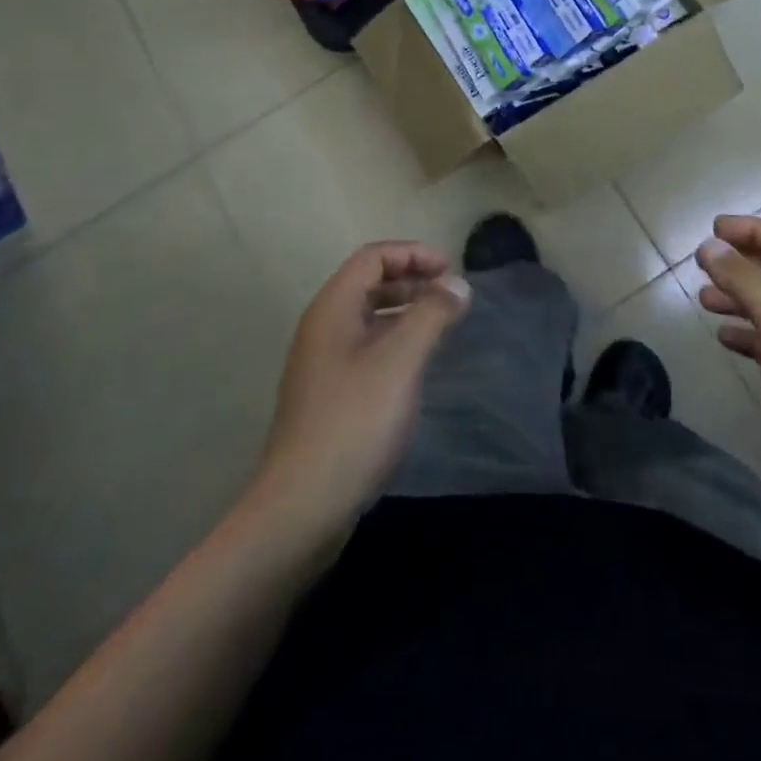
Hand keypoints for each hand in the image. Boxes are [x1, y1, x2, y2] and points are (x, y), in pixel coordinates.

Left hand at [251, 242, 469, 531]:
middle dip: (411, 279)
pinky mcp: (328, 395)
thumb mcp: (400, 361)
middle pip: (368, 283)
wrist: (302, 505)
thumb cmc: (354, 422)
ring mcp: (322, 363)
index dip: (413, 254)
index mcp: (333, 309)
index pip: (372, 257)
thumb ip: (432, 315)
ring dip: (405, 310)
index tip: (451, 271)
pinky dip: (394, 340)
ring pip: (368, 317)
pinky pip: (365, 348)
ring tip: (441, 324)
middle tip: (450, 295)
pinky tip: (416, 365)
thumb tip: (458, 284)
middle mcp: (322, 328)